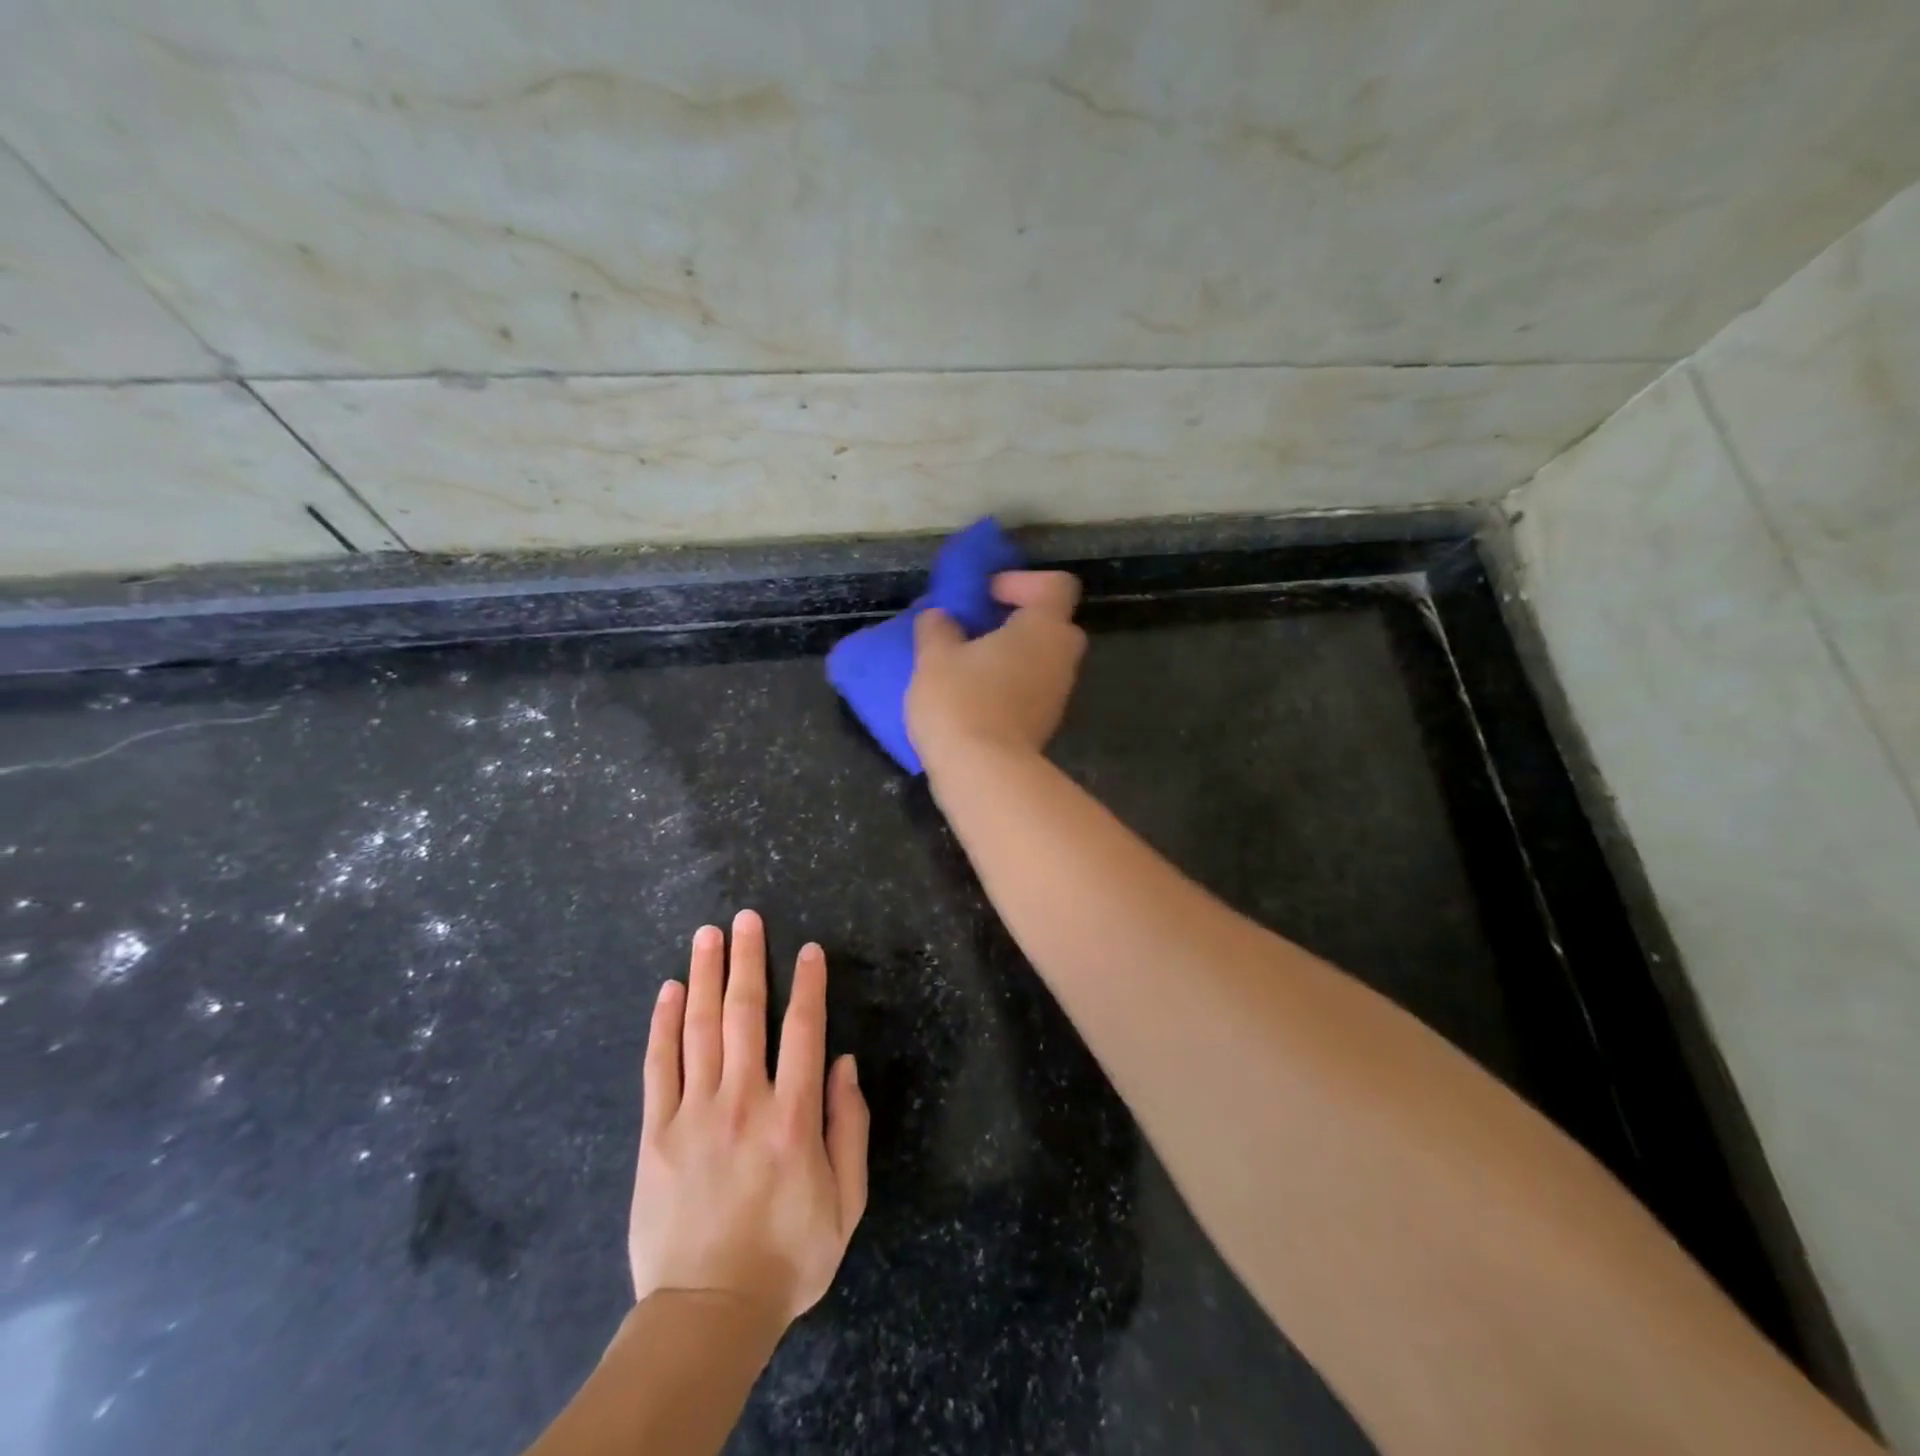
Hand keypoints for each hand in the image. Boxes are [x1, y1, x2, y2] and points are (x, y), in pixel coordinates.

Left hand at [629, 910, 867, 1324]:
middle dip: (748, 960)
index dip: (808, 984)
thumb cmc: (788, 1256)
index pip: (803, 1031)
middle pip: (745, 1014)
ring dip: (706, 975)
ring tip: (708, 934)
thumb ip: (849, 1128)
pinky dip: (664, 1024)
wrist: (707, 1313)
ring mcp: (694, 1114)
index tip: (808, 948)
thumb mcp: (846, 1202)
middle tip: (746, 918)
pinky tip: (669, 990)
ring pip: (700, 1028)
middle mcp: (744, 1102)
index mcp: (793, 1117)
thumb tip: (843, 1064)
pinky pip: (658, 1067)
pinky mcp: (656, 1134)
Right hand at [907, 570, 1087, 770]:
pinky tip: (973, 697)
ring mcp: (1058, 694)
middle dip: (1016, 620)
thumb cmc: (961, 702)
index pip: (1056, 585)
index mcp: (1043, 628)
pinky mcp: (1046, 724)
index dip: (1022, 581)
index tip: (986, 595)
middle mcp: (1061, 657)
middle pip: (1051, 623)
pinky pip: (1032, 689)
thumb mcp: (934, 657)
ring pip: (1041, 660)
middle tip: (977, 628)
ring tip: (967, 665)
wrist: (984, 774)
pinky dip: (1009, 685)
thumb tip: (941, 617)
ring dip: (1010, 656)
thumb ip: (938, 627)